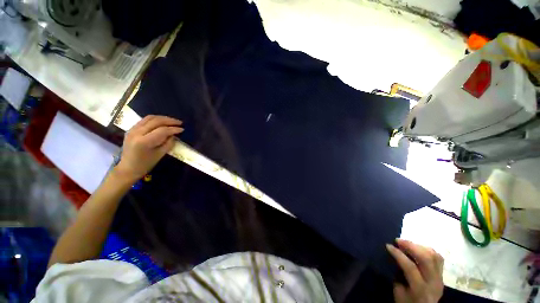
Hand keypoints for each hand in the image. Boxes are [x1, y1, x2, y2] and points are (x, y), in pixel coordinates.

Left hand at [115, 115, 183, 182]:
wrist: (128, 168)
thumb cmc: (146, 164)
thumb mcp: (160, 154)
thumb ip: (168, 143)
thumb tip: (174, 134)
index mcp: (144, 141)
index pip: (162, 130)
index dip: (173, 129)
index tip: (182, 129)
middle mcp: (137, 133)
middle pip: (155, 121)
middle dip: (169, 121)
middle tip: (179, 123)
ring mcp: (132, 130)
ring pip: (149, 118)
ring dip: (162, 118)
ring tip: (172, 121)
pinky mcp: (131, 129)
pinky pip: (144, 120)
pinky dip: (155, 119)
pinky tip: (161, 122)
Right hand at [387, 239, 443, 302]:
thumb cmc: (407, 302)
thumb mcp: (399, 292)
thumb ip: (398, 275)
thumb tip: (393, 258)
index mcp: (420, 290)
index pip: (411, 267)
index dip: (398, 254)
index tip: (388, 245)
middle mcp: (434, 283)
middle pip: (427, 259)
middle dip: (411, 246)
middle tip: (398, 240)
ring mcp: (440, 278)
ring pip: (434, 256)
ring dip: (419, 246)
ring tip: (407, 243)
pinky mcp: (442, 275)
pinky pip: (438, 258)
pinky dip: (427, 250)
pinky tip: (418, 248)